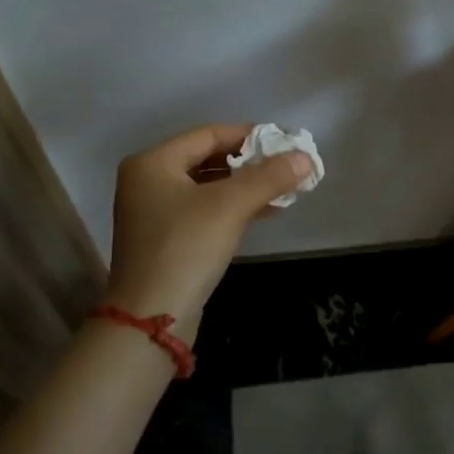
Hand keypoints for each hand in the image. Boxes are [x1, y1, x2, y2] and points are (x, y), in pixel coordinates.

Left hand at [106, 125, 313, 333]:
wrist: (151, 318)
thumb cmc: (185, 248)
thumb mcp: (230, 206)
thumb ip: (269, 177)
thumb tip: (306, 157)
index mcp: (153, 162)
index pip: (208, 134)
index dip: (249, 135)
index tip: (284, 142)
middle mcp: (148, 181)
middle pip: (207, 159)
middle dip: (249, 163)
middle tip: (286, 165)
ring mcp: (154, 212)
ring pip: (208, 187)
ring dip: (245, 186)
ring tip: (283, 188)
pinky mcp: (165, 239)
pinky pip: (204, 210)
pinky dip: (232, 208)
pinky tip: (265, 211)